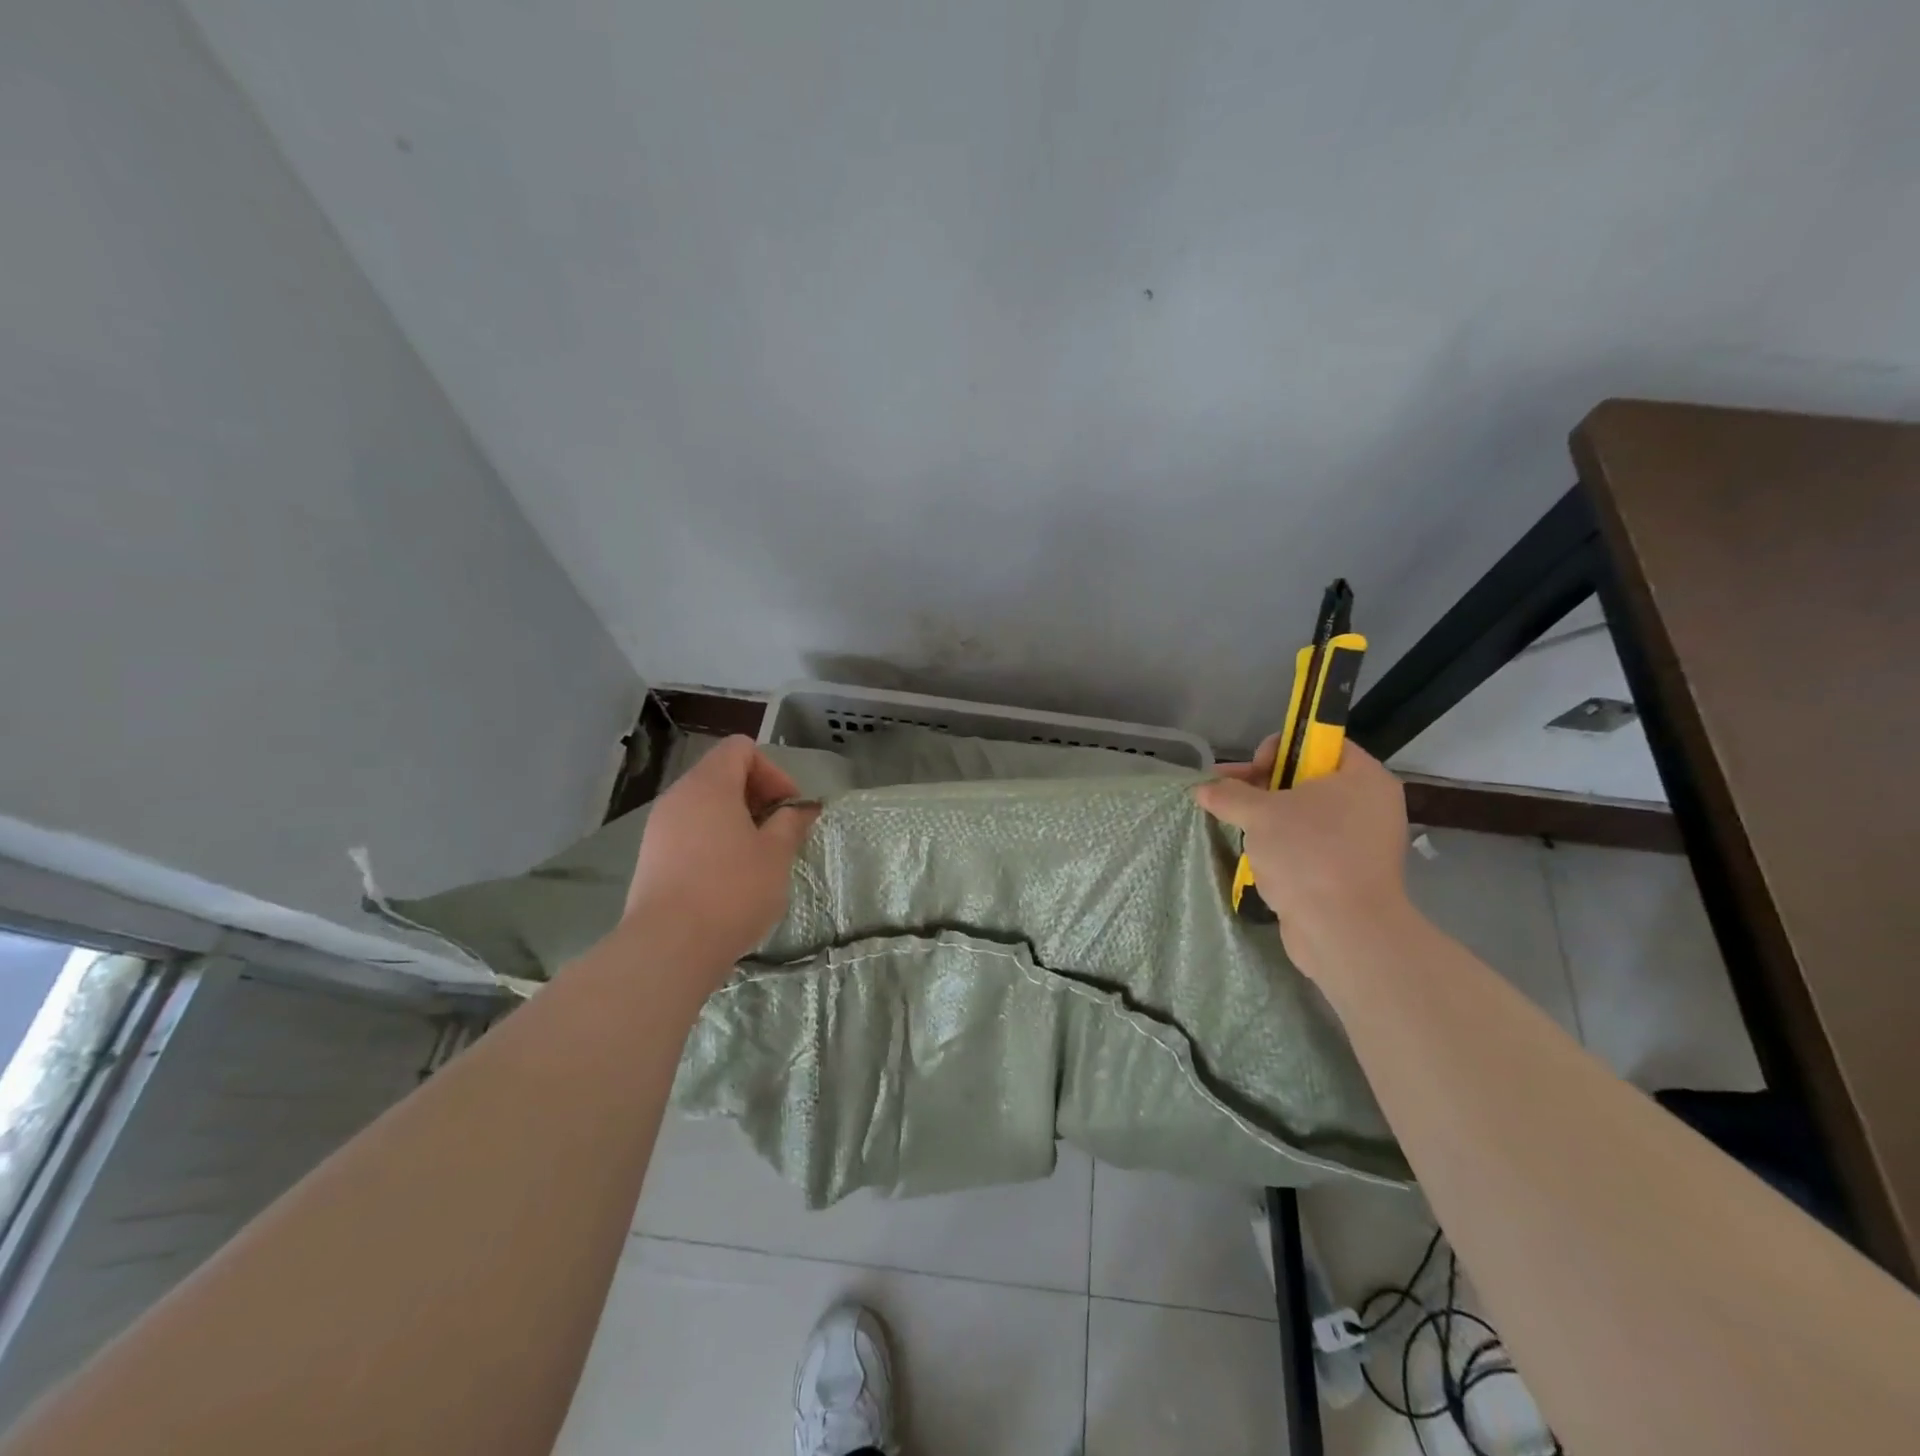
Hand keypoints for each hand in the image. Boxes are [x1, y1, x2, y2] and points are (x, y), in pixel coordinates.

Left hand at [623, 736, 820, 976]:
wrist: (670, 946)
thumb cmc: (732, 890)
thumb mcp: (776, 854)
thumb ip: (791, 823)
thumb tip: (802, 809)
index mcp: (710, 785)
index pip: (741, 749)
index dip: (772, 771)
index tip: (789, 808)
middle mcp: (679, 796)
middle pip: (722, 775)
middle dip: (757, 797)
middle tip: (779, 832)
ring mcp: (659, 828)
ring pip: (705, 806)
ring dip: (736, 821)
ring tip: (758, 857)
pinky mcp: (651, 858)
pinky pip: (689, 833)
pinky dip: (713, 842)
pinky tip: (729, 878)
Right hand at [1194, 738, 1411, 974]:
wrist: (1344, 931)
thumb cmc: (1308, 854)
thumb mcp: (1260, 814)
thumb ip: (1229, 795)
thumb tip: (1203, 788)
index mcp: (1362, 778)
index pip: (1319, 743)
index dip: (1279, 749)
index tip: (1252, 772)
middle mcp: (1369, 805)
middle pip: (1307, 779)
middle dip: (1262, 787)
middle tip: (1227, 798)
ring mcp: (1361, 842)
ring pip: (1304, 816)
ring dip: (1267, 819)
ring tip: (1234, 827)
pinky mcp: (1347, 873)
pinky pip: (1309, 847)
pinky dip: (1282, 847)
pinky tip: (1254, 856)